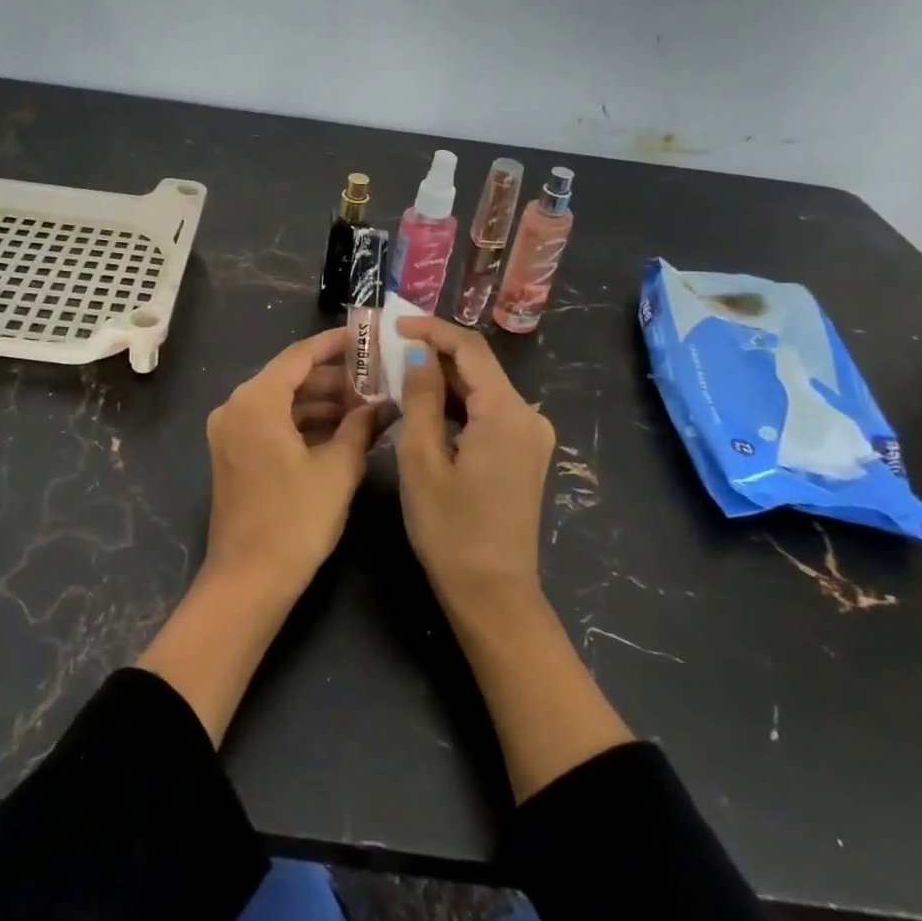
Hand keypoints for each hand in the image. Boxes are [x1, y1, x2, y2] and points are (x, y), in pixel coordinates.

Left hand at [202, 328, 384, 595]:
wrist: (249, 580)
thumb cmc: (296, 519)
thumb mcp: (338, 469)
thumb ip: (361, 427)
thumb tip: (385, 404)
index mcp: (256, 400)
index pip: (300, 356)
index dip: (334, 344)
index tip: (365, 336)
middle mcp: (236, 407)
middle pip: (290, 378)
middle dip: (334, 379)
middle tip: (376, 380)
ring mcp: (230, 432)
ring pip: (282, 402)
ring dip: (321, 404)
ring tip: (366, 408)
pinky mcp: (233, 455)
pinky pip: (271, 424)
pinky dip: (303, 424)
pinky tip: (340, 433)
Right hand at [394, 317, 555, 607]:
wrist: (493, 594)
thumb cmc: (450, 529)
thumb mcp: (422, 459)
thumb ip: (421, 398)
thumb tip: (420, 354)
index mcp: (506, 413)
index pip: (470, 349)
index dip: (432, 329)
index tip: (395, 325)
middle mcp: (528, 416)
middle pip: (480, 367)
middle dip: (435, 354)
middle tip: (389, 351)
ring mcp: (531, 436)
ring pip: (483, 390)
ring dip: (444, 379)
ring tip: (399, 376)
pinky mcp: (525, 454)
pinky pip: (490, 412)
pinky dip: (458, 404)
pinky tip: (427, 409)